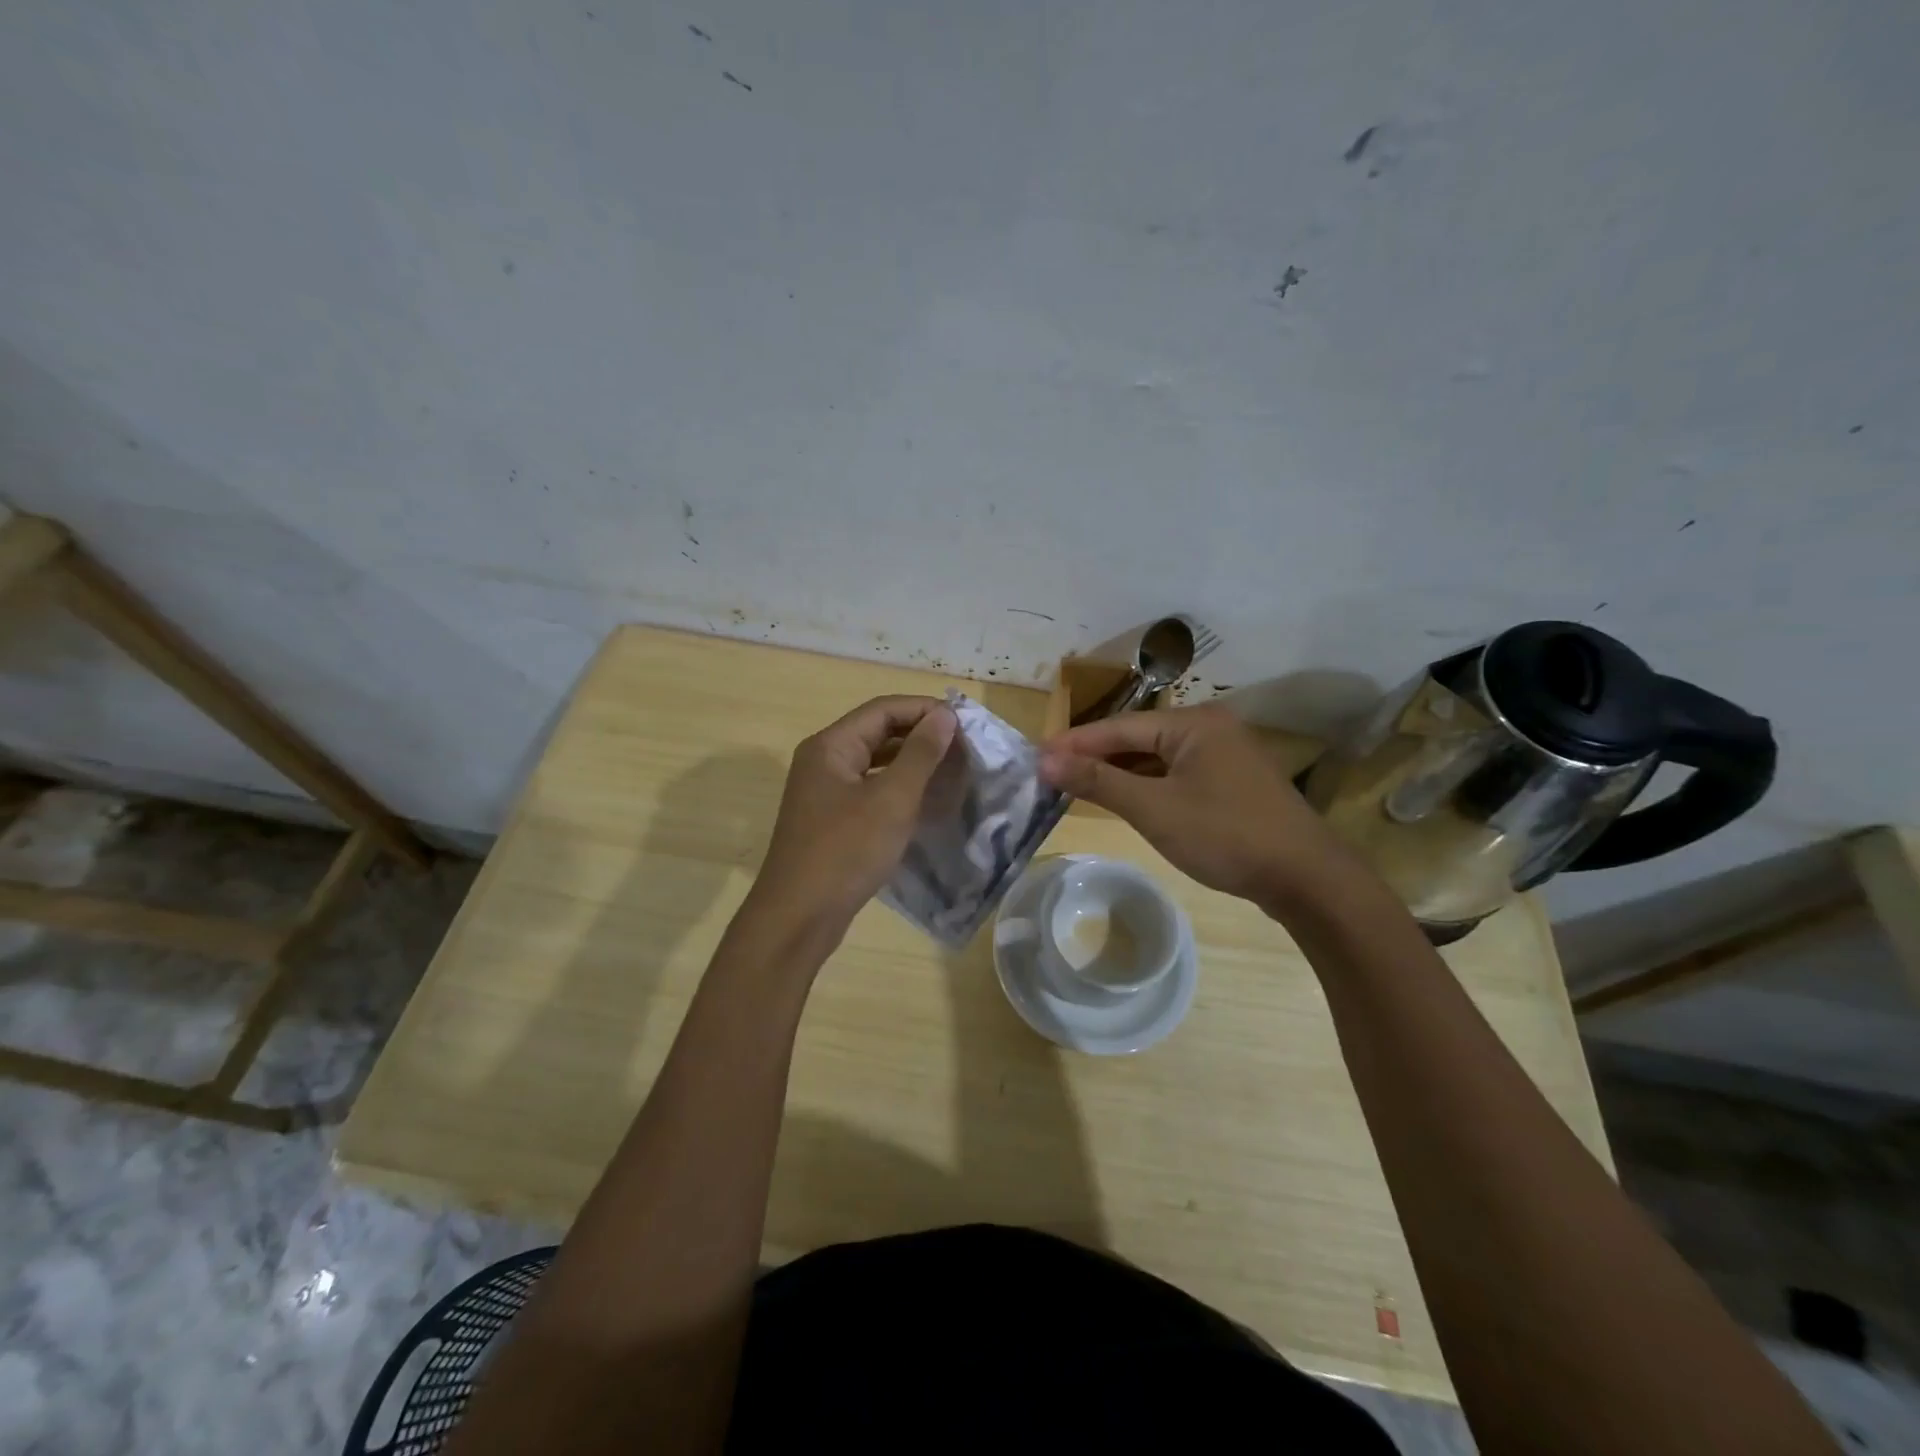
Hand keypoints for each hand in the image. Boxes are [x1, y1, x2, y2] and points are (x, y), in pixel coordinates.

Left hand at [743, 696, 957, 942]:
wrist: (799, 917)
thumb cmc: (846, 851)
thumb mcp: (891, 800)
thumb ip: (920, 754)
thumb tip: (944, 715)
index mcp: (831, 746)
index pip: (883, 709)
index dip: (925, 710)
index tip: (965, 723)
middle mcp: (823, 760)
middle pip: (877, 732)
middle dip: (921, 735)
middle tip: (964, 747)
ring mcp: (824, 791)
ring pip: (875, 762)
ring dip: (912, 762)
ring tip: (952, 770)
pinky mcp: (831, 819)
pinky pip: (870, 789)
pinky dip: (899, 788)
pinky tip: (926, 801)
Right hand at [1039, 705, 1355, 911]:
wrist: (1307, 878)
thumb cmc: (1225, 836)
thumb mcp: (1154, 809)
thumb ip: (1098, 781)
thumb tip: (1046, 761)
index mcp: (1193, 723)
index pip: (1119, 727)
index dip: (1075, 742)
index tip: (1036, 756)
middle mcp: (1210, 727)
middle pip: (1138, 738)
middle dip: (1096, 756)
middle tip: (1052, 773)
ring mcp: (1226, 754)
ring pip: (1158, 757)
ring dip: (1121, 772)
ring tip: (1079, 786)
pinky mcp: (1233, 781)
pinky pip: (1177, 773)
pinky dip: (1148, 784)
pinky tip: (1127, 798)